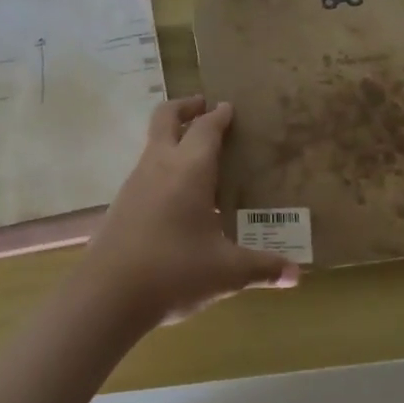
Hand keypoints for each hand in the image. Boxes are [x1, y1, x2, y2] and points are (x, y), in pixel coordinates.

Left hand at [84, 96, 300, 325]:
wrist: (107, 295)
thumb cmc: (174, 271)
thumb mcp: (226, 272)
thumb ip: (262, 268)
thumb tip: (296, 275)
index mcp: (189, 170)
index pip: (206, 128)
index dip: (220, 115)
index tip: (230, 108)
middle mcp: (159, 166)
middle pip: (166, 118)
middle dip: (186, 107)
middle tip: (205, 107)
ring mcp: (134, 183)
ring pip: (153, 145)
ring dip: (173, 139)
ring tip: (198, 158)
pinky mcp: (120, 204)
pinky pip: (145, 171)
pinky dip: (163, 168)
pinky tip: (177, 199)